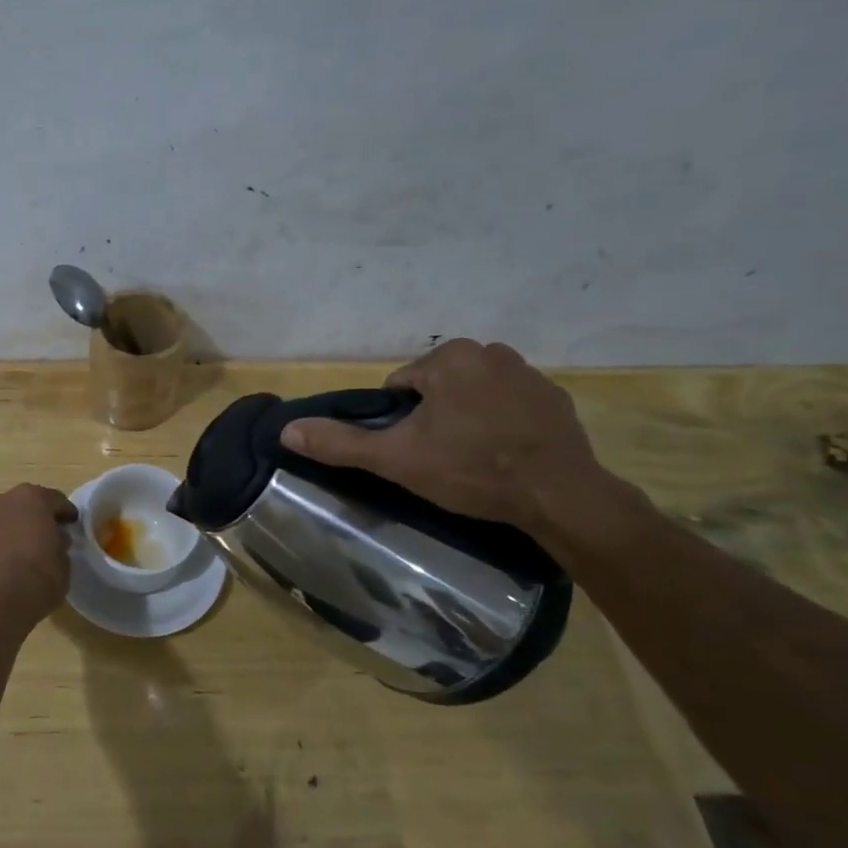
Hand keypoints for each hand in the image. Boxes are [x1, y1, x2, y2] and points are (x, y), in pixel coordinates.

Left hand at [0, 483, 77, 628]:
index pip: (56, 500)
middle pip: (30, 503)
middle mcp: (6, 499)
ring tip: (33, 545)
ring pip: (11, 515)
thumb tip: (55, 537)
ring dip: (22, 525)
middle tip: (53, 533)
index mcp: (33, 497)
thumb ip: (61, 542)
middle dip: (42, 515)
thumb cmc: (39, 577)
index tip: (73, 525)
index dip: (67, 513)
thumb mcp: (64, 560)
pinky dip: (7, 537)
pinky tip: (15, 553)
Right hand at [280, 339, 613, 537]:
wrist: (560, 495)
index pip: (401, 386)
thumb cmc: (470, 469)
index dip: (399, 421)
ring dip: (467, 417)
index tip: (414, 450)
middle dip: (434, 416)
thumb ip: (340, 443)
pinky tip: (505, 455)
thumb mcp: (396, 458)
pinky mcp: (556, 398)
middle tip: (442, 458)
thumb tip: (287, 430)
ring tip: (474, 459)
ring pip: (473, 394)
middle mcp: (490, 352)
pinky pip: (510, 405)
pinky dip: (502, 423)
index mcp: (449, 358)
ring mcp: (529, 373)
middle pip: (438, 386)